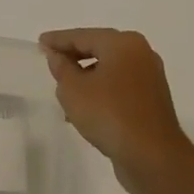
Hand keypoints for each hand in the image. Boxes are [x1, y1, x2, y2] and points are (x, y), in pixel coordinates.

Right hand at [39, 28, 193, 193]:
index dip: (58, 40)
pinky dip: (101, 91)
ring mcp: (149, 77)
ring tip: (64, 91)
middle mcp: (140, 54)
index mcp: (123, 44)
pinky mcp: (152, 100)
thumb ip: (61, 67)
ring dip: (86, 77)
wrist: (153, 157)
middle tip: (51, 62)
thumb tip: (56, 55)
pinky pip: (119, 87)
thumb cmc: (109, 114)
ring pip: (109, 69)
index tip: (40, 42)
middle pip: (98, 49)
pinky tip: (85, 109)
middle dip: (73, 57)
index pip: (82, 36)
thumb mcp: (73, 89)